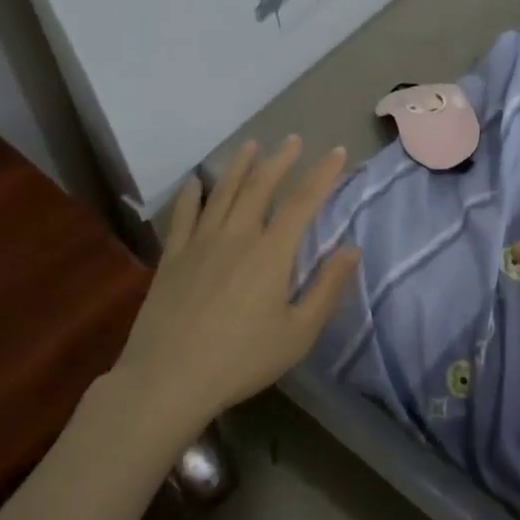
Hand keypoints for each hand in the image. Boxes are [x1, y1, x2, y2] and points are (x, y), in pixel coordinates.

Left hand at [110, 137, 360, 428]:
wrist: (168, 379)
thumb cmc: (241, 360)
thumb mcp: (298, 333)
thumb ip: (327, 288)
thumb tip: (352, 248)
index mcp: (271, 253)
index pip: (302, 202)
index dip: (322, 174)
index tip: (335, 151)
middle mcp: (236, 236)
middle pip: (260, 187)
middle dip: (279, 160)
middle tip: (292, 140)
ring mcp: (200, 243)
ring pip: (222, 193)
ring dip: (239, 166)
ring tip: (251, 146)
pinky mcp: (172, 258)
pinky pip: (183, 216)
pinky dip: (191, 195)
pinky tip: (195, 183)